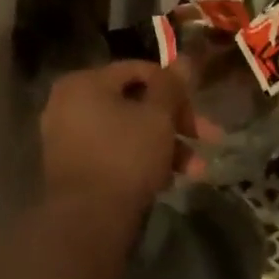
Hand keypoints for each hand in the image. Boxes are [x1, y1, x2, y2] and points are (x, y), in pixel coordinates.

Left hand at [40, 61, 194, 211]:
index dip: (175, 86)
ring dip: (166, 147)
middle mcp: (68, 105)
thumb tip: (184, 59)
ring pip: (128, 132)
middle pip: (135, 104)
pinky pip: (114, 154)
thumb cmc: (126, 157)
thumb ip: (171, 86)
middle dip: (176, 123)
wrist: (89, 219)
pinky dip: (141, 161)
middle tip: (210, 140)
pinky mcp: (74, 169)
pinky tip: (167, 181)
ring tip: (197, 171)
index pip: (138, 70)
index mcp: (84, 83)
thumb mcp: (158, 117)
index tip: (201, 106)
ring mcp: (67, 139)